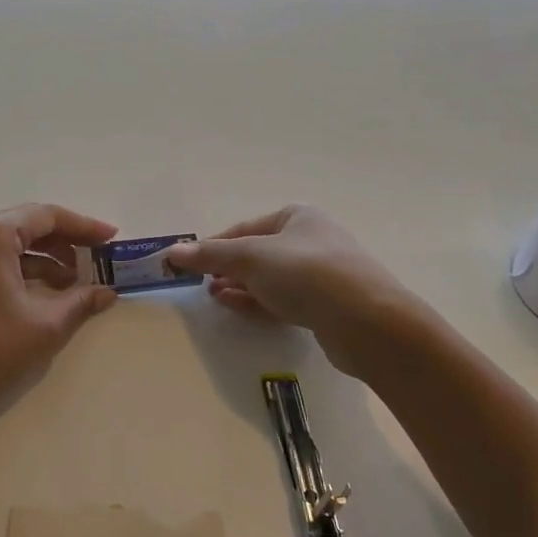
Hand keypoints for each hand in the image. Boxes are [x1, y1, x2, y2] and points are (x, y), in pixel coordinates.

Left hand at [0, 204, 118, 433]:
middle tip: (100, 258)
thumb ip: (79, 303)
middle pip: (30, 226)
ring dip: (48, 260)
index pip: (47, 216)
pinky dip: (27, 273)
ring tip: (79, 282)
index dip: (85, 226)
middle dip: (68, 241)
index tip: (113, 240)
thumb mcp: (43, 326)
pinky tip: (49, 296)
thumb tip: (107, 293)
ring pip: (14, 246)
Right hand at [165, 205, 418, 375]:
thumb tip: (171, 251)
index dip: (214, 245)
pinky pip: (285, 300)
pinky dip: (259, 302)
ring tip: (214, 296)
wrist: (366, 320)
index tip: (190, 264)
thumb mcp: (249, 258)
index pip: (244, 228)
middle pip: (258, 253)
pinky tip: (237, 307)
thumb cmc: (305, 273)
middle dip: (227, 268)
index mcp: (297, 216)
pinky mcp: (327, 306)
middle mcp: (311, 239)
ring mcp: (322, 274)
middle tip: (201, 284)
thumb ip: (210, 255)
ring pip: (271, 278)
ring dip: (241, 286)